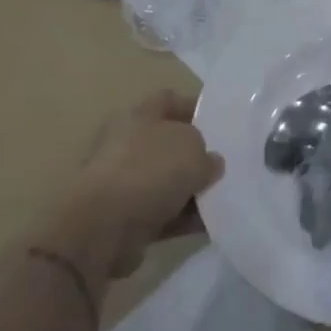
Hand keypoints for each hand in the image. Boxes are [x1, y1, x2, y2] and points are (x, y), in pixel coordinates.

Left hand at [53, 90, 223, 279]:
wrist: (102, 230)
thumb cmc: (148, 172)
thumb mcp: (192, 150)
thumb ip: (206, 153)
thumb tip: (210, 162)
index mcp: (138, 116)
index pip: (169, 100)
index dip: (195, 107)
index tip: (222, 122)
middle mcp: (128, 145)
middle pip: (170, 144)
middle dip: (198, 154)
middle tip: (228, 163)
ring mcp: (125, 183)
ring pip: (168, 181)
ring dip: (194, 189)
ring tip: (226, 196)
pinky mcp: (126, 218)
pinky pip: (164, 213)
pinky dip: (185, 218)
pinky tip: (211, 223)